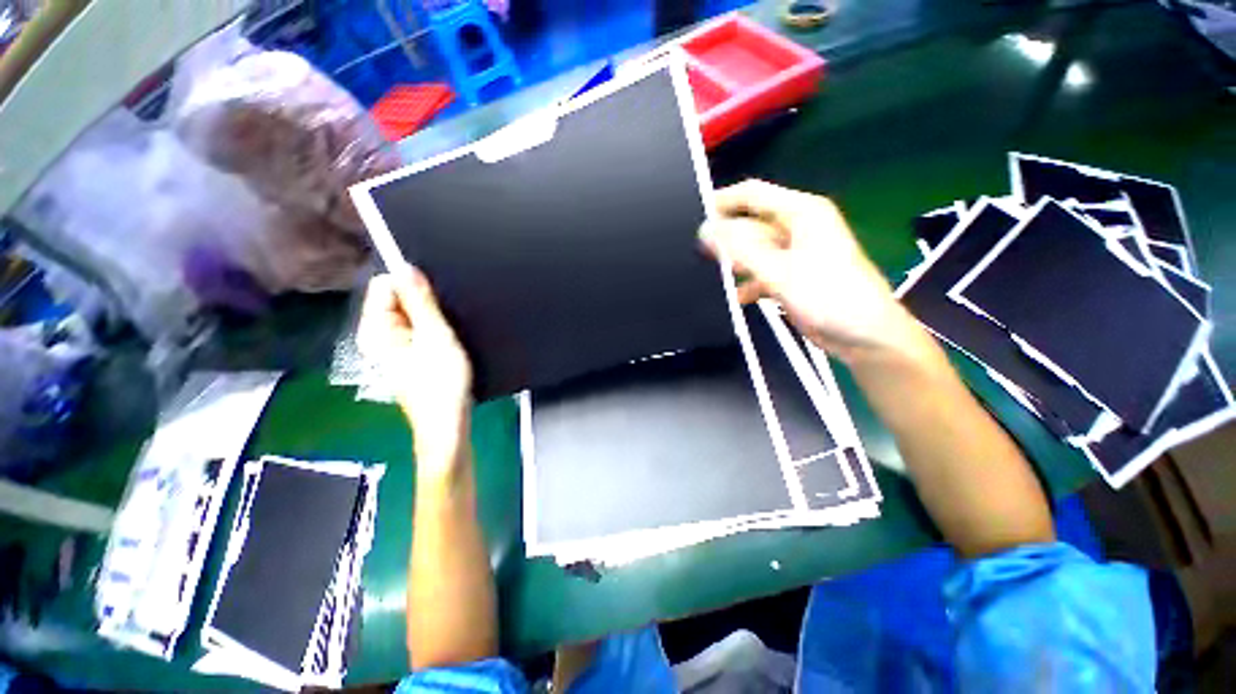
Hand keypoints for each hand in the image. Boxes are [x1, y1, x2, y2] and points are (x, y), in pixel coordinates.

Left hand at [357, 265, 471, 468]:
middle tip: (443, 323)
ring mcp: (394, 346)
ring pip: (413, 315)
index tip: (435, 296)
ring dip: (431, 317)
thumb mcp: (436, 336)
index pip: (384, 286)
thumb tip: (407, 268)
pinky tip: (446, 343)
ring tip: (447, 334)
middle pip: (398, 300)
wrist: (448, 422)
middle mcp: (380, 335)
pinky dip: (434, 329)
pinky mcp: (409, 355)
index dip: (411, 284)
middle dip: (423, 303)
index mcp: (376, 329)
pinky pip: (419, 329)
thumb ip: (421, 302)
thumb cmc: (441, 382)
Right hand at [699, 180, 916, 362]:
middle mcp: (797, 229)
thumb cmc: (829, 296)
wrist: (864, 335)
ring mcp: (794, 255)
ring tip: (713, 277)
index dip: (722, 201)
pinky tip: (738, 297)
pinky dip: (749, 283)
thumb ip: (740, 250)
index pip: (753, 195)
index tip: (693, 215)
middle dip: (726, 240)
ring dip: (736, 264)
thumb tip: (705, 231)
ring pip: (753, 252)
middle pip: (751, 225)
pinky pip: (761, 273)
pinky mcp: (792, 277)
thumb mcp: (780, 270)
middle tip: (698, 254)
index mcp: (802, 213)